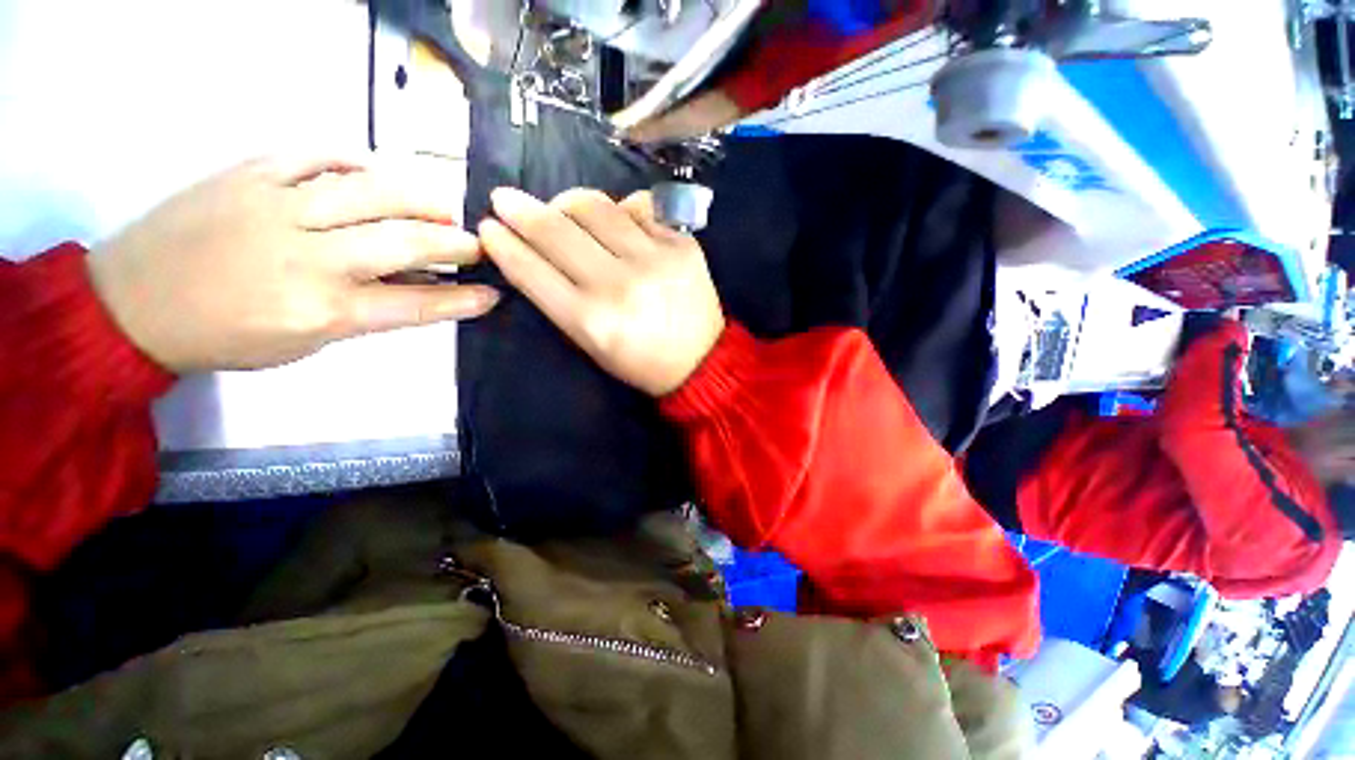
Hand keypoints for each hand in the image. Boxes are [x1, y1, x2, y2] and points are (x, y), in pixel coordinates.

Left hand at [86, 156, 498, 372]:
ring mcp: (278, 207)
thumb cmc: (226, 336)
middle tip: (478, 245)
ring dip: (421, 199)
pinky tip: (376, 171)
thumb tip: (416, 285)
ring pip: (373, 191)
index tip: (493, 293)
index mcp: (322, 310)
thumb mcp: (307, 343)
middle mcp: (308, 257)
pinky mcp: (251, 172)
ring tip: (443, 207)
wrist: (134, 303)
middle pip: (405, 241)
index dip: (462, 299)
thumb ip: (365, 309)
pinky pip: (319, 154)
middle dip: (455, 243)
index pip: (416, 303)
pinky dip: (358, 160)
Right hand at [478, 187, 724, 396]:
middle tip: (507, 200)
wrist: (702, 361)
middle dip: (520, 209)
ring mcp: (654, 259)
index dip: (503, 243)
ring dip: (566, 202)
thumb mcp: (592, 346)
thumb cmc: (641, 362)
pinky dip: (620, 209)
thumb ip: (560, 301)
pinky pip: (639, 207)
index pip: (531, 269)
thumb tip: (532, 252)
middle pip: (557, 229)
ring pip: (595, 206)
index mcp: (591, 321)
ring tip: (561, 209)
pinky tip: (616, 220)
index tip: (489, 227)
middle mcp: (619, 285)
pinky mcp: (682, 243)